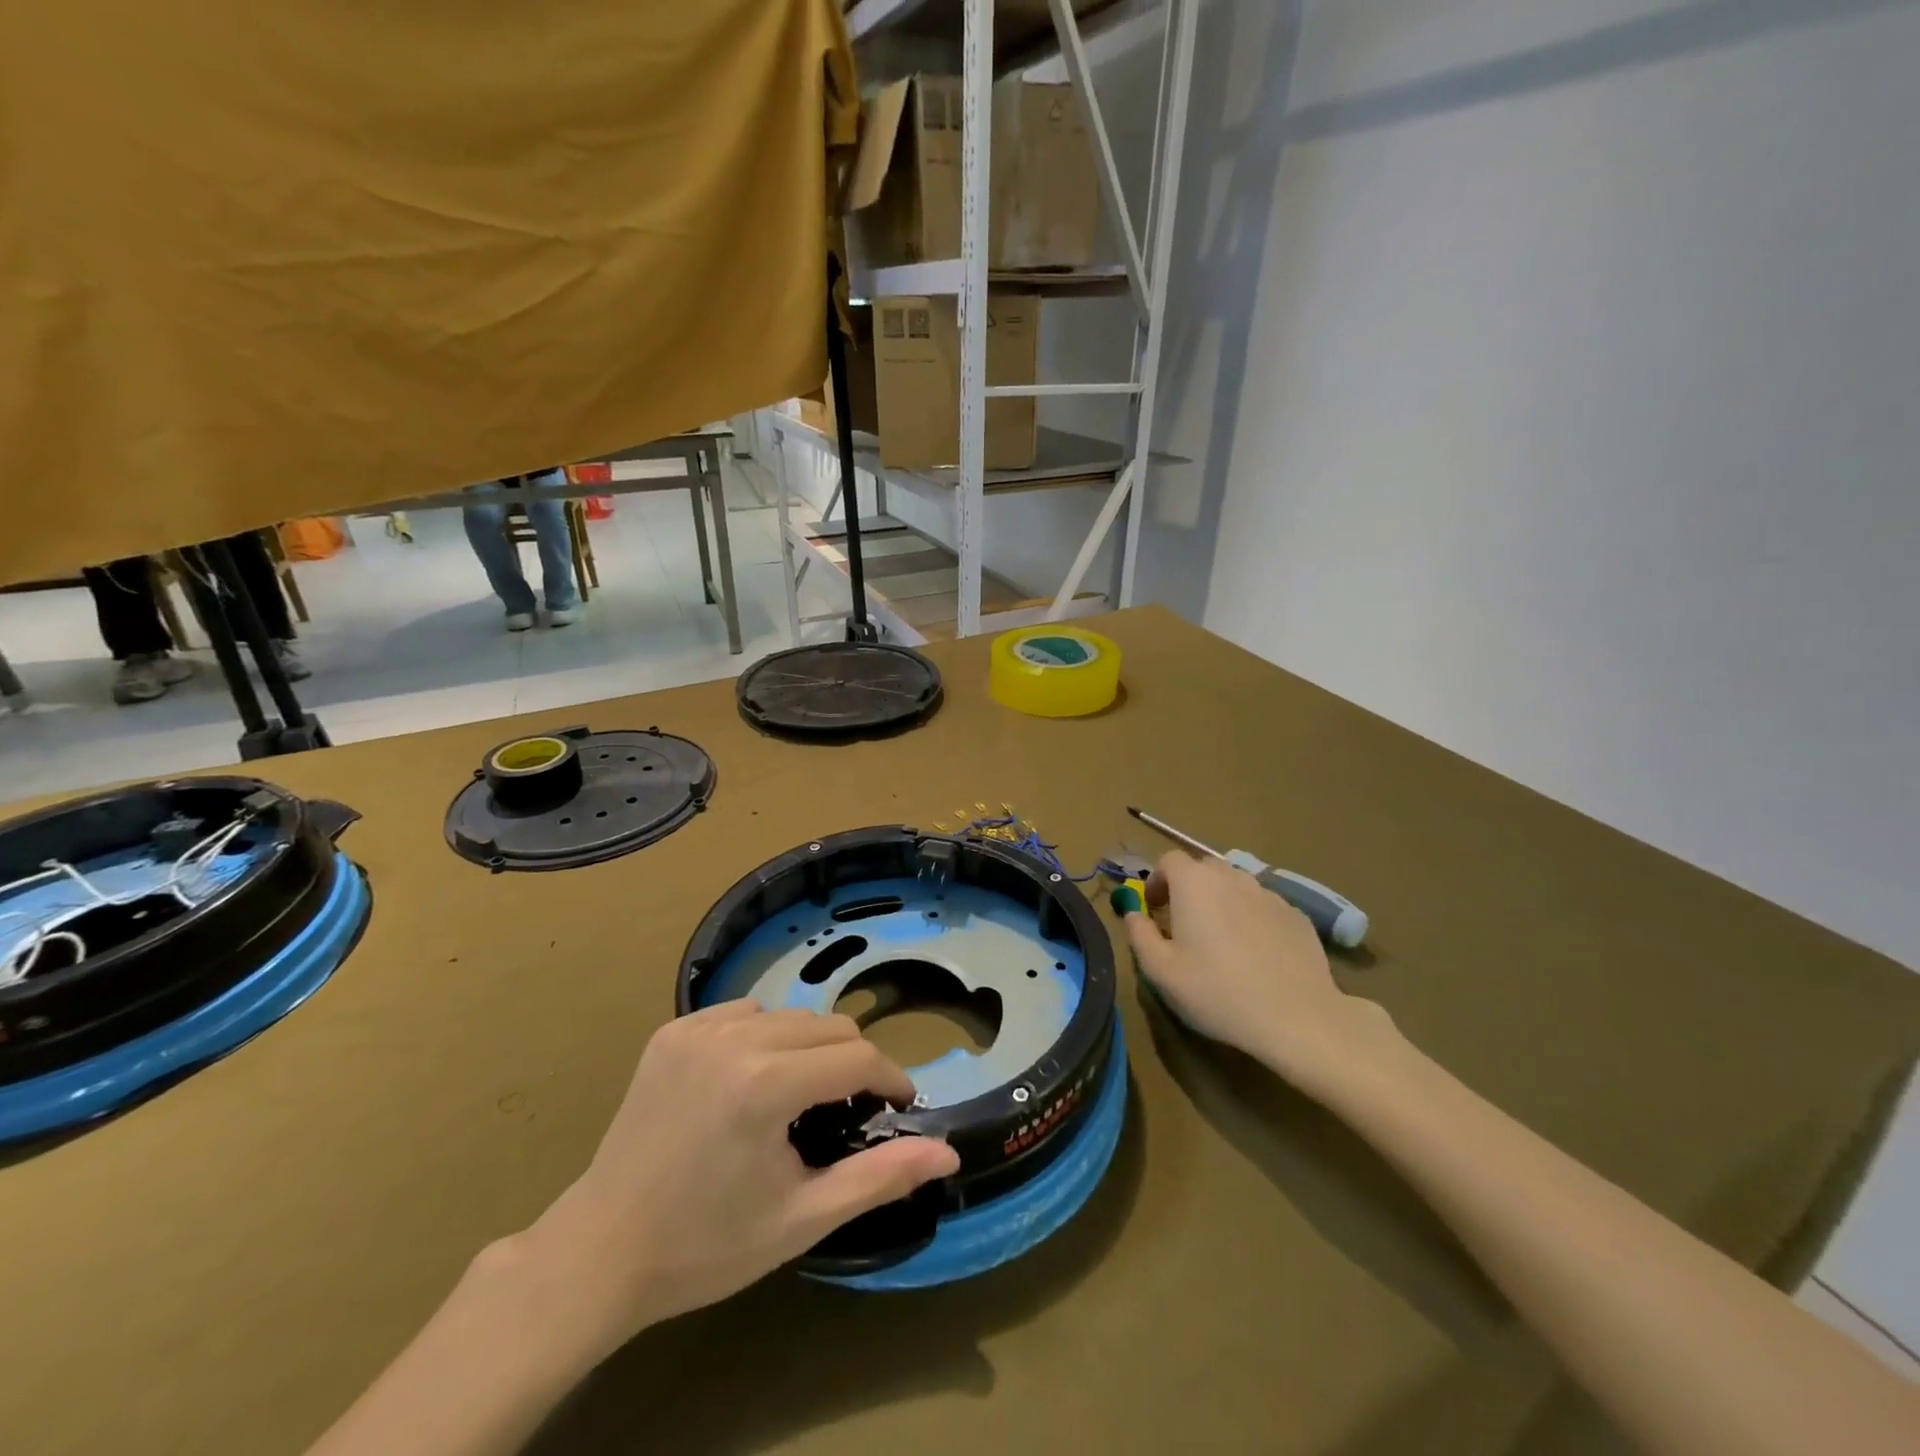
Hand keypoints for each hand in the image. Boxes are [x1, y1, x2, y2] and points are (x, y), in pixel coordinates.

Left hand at [529, 1002, 958, 1346]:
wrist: (601, 1252)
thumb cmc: (707, 1245)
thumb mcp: (802, 1218)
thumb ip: (879, 1178)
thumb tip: (949, 1154)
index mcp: (765, 1084)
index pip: (857, 1057)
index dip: (889, 1080)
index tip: (900, 1106)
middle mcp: (734, 1039)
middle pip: (829, 1027)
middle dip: (852, 1064)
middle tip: (847, 1112)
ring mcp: (698, 1028)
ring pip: (790, 1015)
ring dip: (809, 1048)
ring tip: (798, 1098)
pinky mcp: (673, 1030)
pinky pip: (744, 1014)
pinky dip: (764, 1037)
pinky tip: (750, 1080)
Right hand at [1124, 852, 1398, 1087]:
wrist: (1297, 1017)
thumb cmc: (1217, 992)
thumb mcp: (1161, 971)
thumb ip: (1139, 934)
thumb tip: (1133, 913)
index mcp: (1194, 883)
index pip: (1168, 860)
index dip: (1156, 881)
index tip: (1154, 910)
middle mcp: (1232, 877)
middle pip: (1203, 868)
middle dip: (1188, 888)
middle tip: (1183, 924)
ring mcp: (1269, 894)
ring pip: (1236, 886)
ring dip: (1221, 902)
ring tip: (1221, 942)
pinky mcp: (1297, 915)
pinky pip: (1263, 907)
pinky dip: (1251, 919)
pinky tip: (1255, 955)